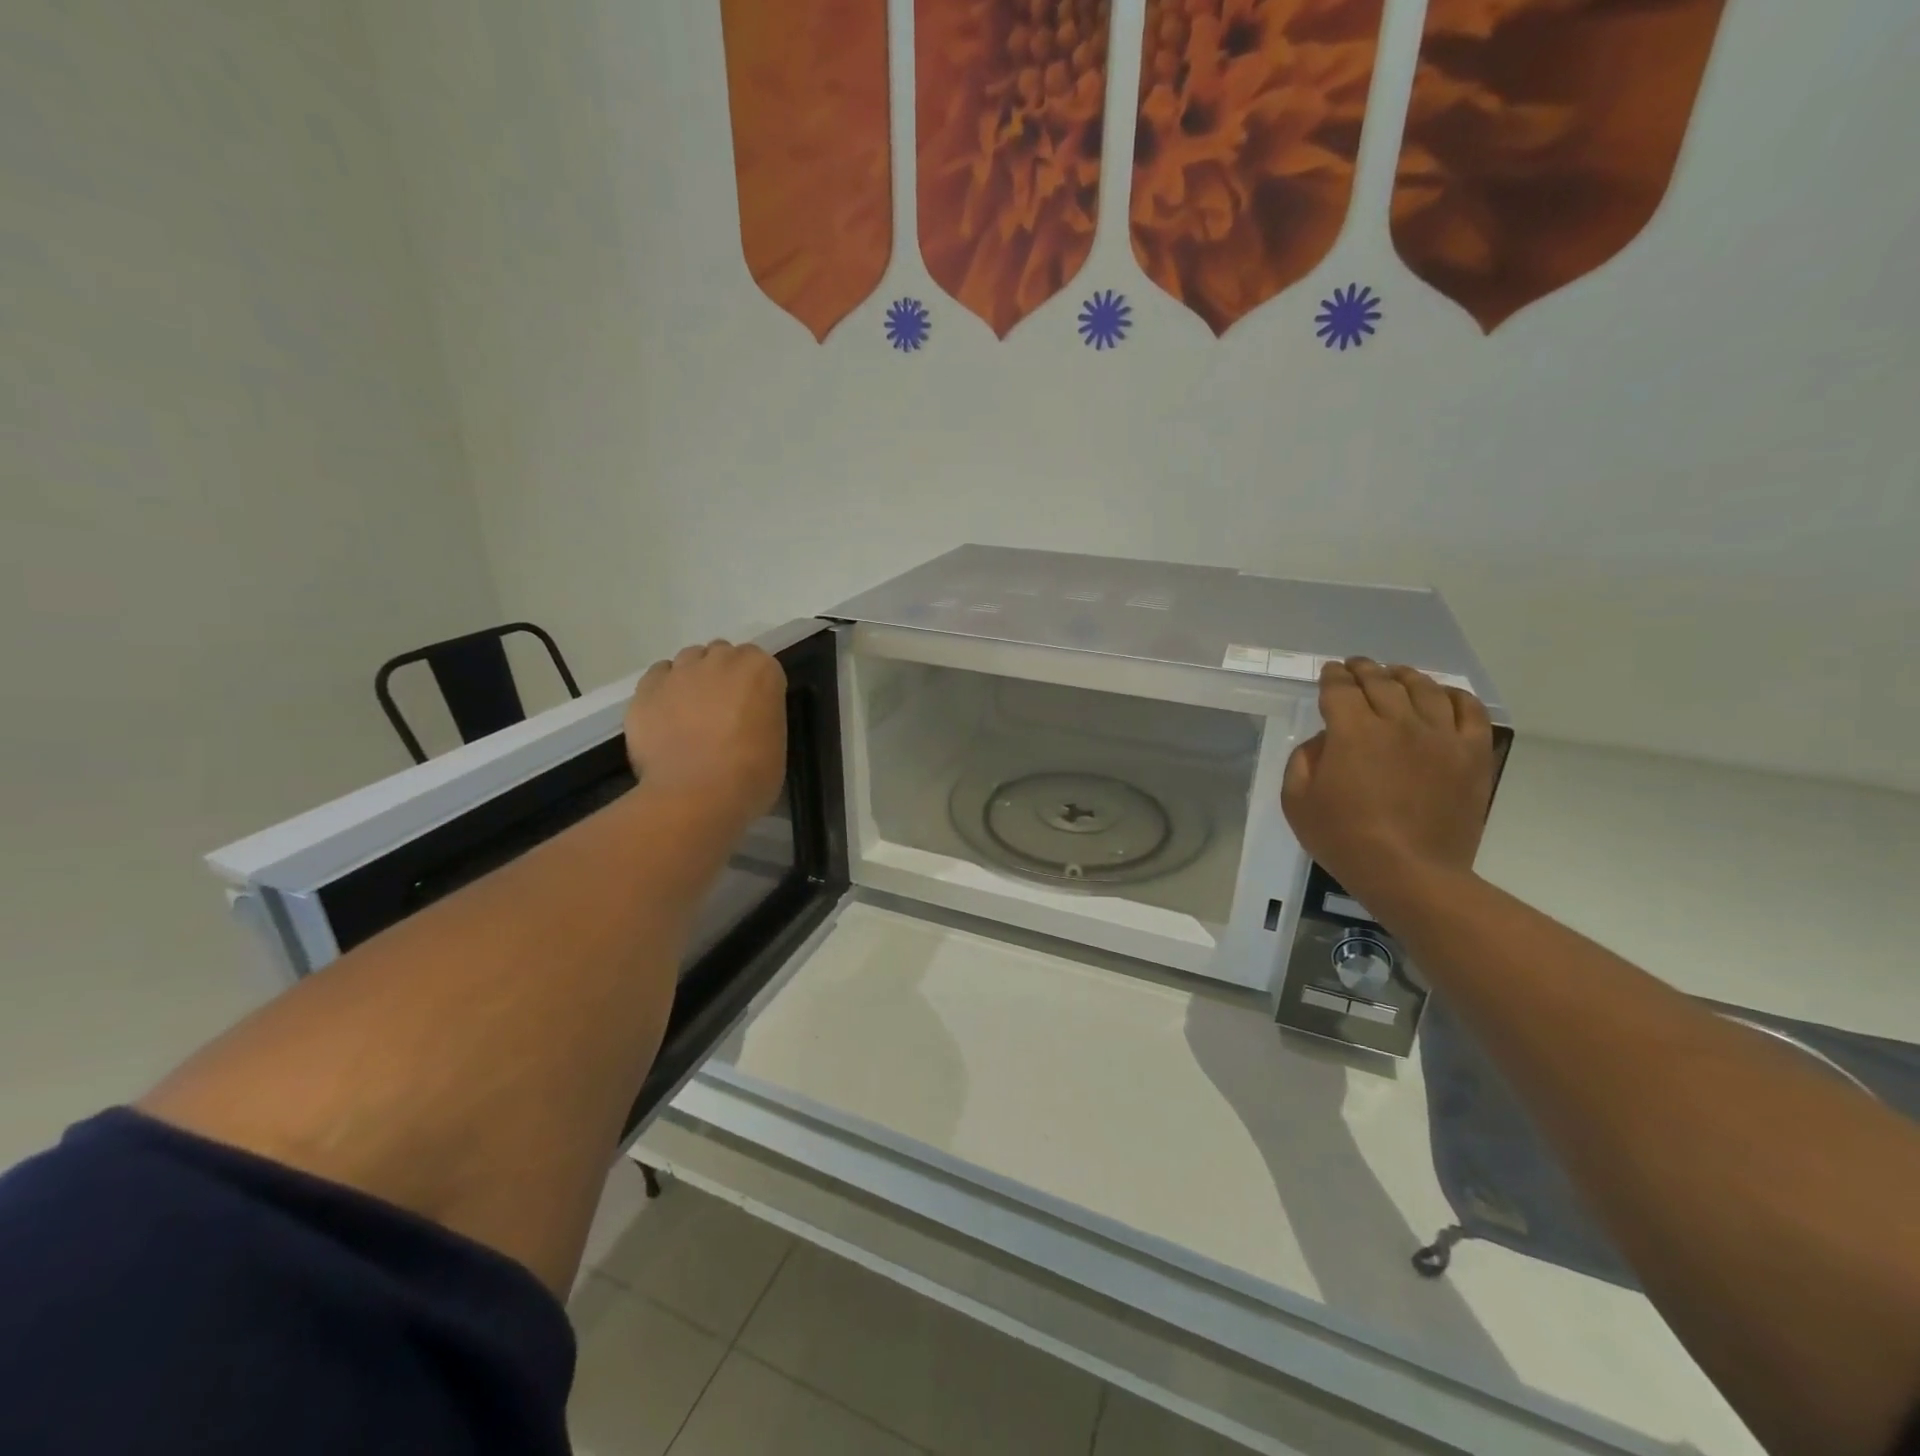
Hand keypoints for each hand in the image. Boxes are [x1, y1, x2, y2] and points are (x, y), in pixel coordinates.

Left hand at [624, 641, 786, 826]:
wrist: (697, 795)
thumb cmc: (751, 775)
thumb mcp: (775, 742)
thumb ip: (762, 717)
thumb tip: (747, 723)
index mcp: (760, 671)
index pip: (761, 664)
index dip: (755, 686)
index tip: (753, 709)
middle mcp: (720, 660)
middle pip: (721, 655)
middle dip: (723, 675)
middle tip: (722, 710)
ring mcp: (680, 672)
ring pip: (687, 660)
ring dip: (692, 678)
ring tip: (690, 713)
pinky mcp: (646, 689)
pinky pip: (657, 678)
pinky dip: (662, 692)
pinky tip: (665, 718)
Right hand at [1281, 659, 1495, 907]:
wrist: (1409, 873)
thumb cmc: (1343, 839)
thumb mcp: (1296, 801)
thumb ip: (1303, 760)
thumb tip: (1325, 738)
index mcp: (1353, 731)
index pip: (1341, 688)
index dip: (1332, 676)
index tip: (1329, 672)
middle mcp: (1398, 722)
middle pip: (1381, 681)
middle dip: (1364, 669)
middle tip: (1356, 666)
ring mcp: (1440, 736)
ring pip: (1425, 688)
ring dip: (1405, 676)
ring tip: (1396, 675)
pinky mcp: (1472, 754)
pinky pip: (1469, 710)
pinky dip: (1454, 696)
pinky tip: (1443, 696)